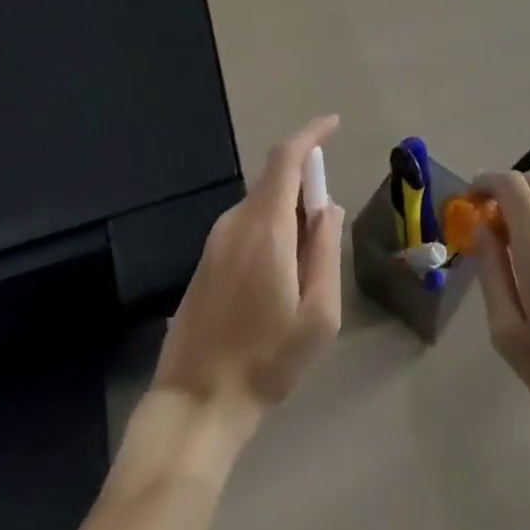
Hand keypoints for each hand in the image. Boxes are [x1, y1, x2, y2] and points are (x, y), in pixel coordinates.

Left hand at [151, 116, 345, 427]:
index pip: (286, 158)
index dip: (311, 134)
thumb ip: (325, 250)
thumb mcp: (318, 314)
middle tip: (326, 227)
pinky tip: (276, 279)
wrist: (195, 404)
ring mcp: (215, 240)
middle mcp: (236, 222)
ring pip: (261, 206)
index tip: (334, 124)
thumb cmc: (266, 360)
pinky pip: (246, 226)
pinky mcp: (205, 260)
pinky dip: (270, 230)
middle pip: (274, 180)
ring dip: (288, 214)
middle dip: (305, 185)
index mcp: (265, 227)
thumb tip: (328, 207)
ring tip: (303, 268)